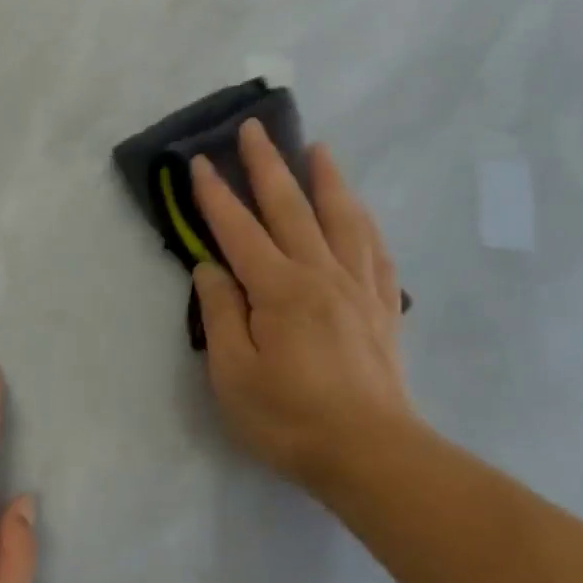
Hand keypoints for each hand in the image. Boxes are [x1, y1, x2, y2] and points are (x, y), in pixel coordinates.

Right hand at [190, 122, 419, 495]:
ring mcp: (358, 288)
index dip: (216, 196)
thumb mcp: (233, 374)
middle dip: (268, 167)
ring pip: (342, 218)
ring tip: (317, 149)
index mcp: (279, 291)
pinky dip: (363, 220)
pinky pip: (374, 248)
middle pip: (291, 209)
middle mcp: (322, 275)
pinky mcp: (382, 307)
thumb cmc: (288, 419)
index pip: (240, 232)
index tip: (200, 163)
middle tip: (254, 129)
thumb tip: (211, 269)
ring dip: (325, 179)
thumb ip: (221, 315)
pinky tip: (358, 211)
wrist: (369, 452)